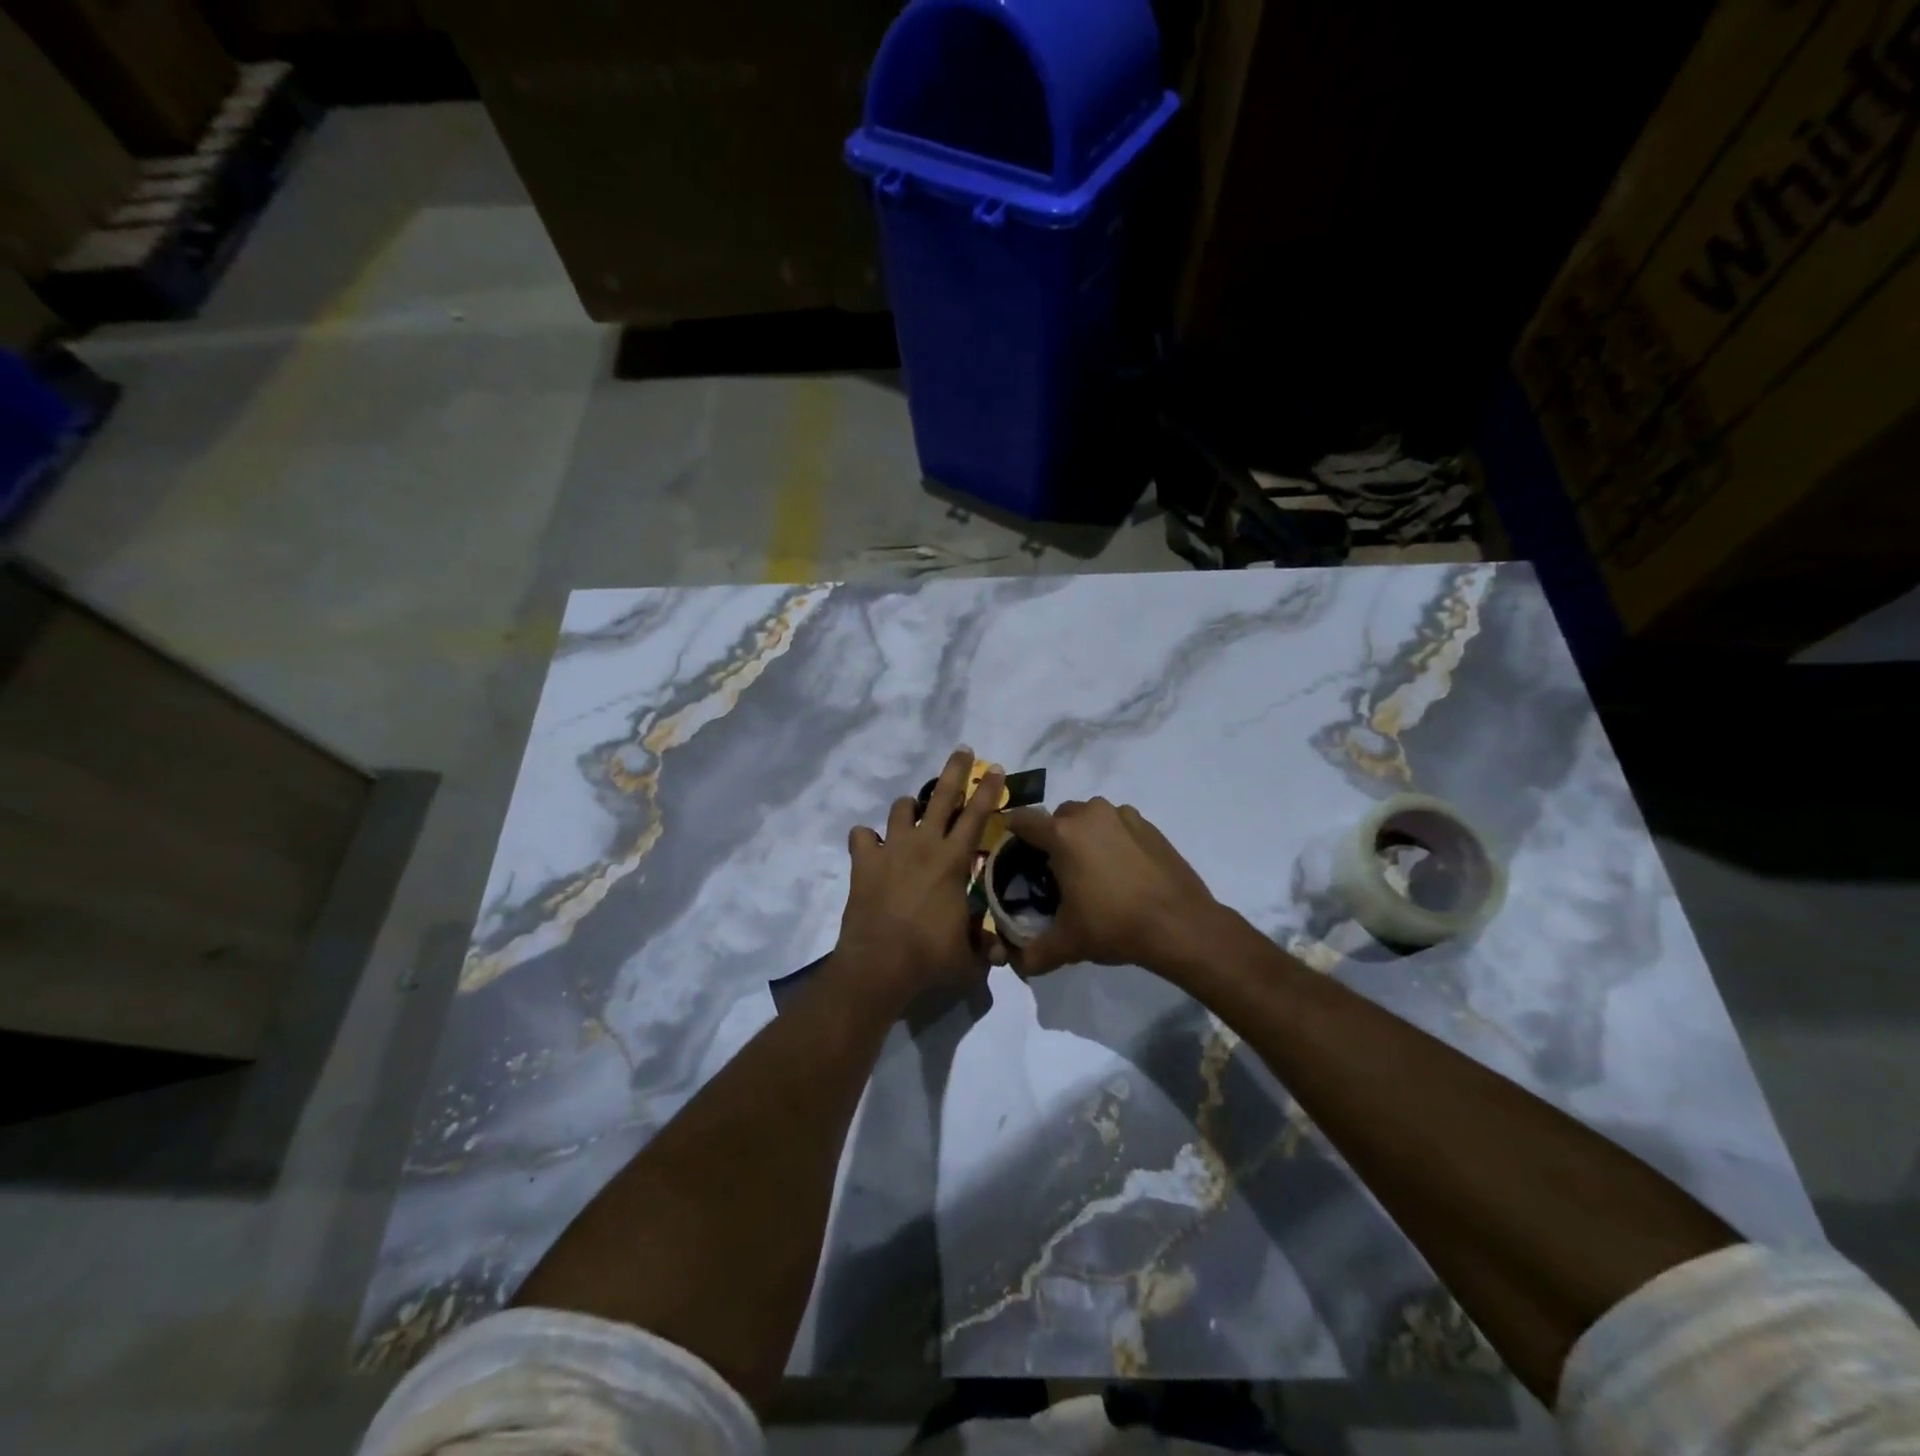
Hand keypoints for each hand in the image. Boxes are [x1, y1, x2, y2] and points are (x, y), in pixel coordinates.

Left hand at [834, 749, 1003, 1005]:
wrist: (879, 964)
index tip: (995, 768)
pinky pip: (862, 836)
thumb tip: (1002, 951)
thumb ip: (986, 947)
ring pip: (901, 809)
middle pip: (941, 796)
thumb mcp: (969, 958)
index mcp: (954, 860)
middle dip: (954, 770)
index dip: (989, 790)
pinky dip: (868, 839)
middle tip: (961, 751)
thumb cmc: (930, 957)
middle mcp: (924, 845)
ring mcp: (891, 849)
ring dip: (909, 807)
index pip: (977, 815)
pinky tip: (872, 847)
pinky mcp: (863, 862)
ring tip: (913, 813)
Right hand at [1001, 798, 1219, 976]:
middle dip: (1052, 837)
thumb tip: (1016, 964)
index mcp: (1062, 835)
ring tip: (1091, 868)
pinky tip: (1121, 869)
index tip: (1013, 851)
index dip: (1013, 833)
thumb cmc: (1115, 926)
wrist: (1181, 925)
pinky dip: (1113, 838)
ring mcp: (1123, 816)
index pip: (1023, 820)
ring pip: (1090, 816)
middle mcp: (1090, 815)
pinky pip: (1118, 823)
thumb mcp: (1068, 943)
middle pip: (1058, 816)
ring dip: (1084, 834)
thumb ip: (1034, 953)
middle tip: (1055, 869)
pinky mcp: (1148, 825)